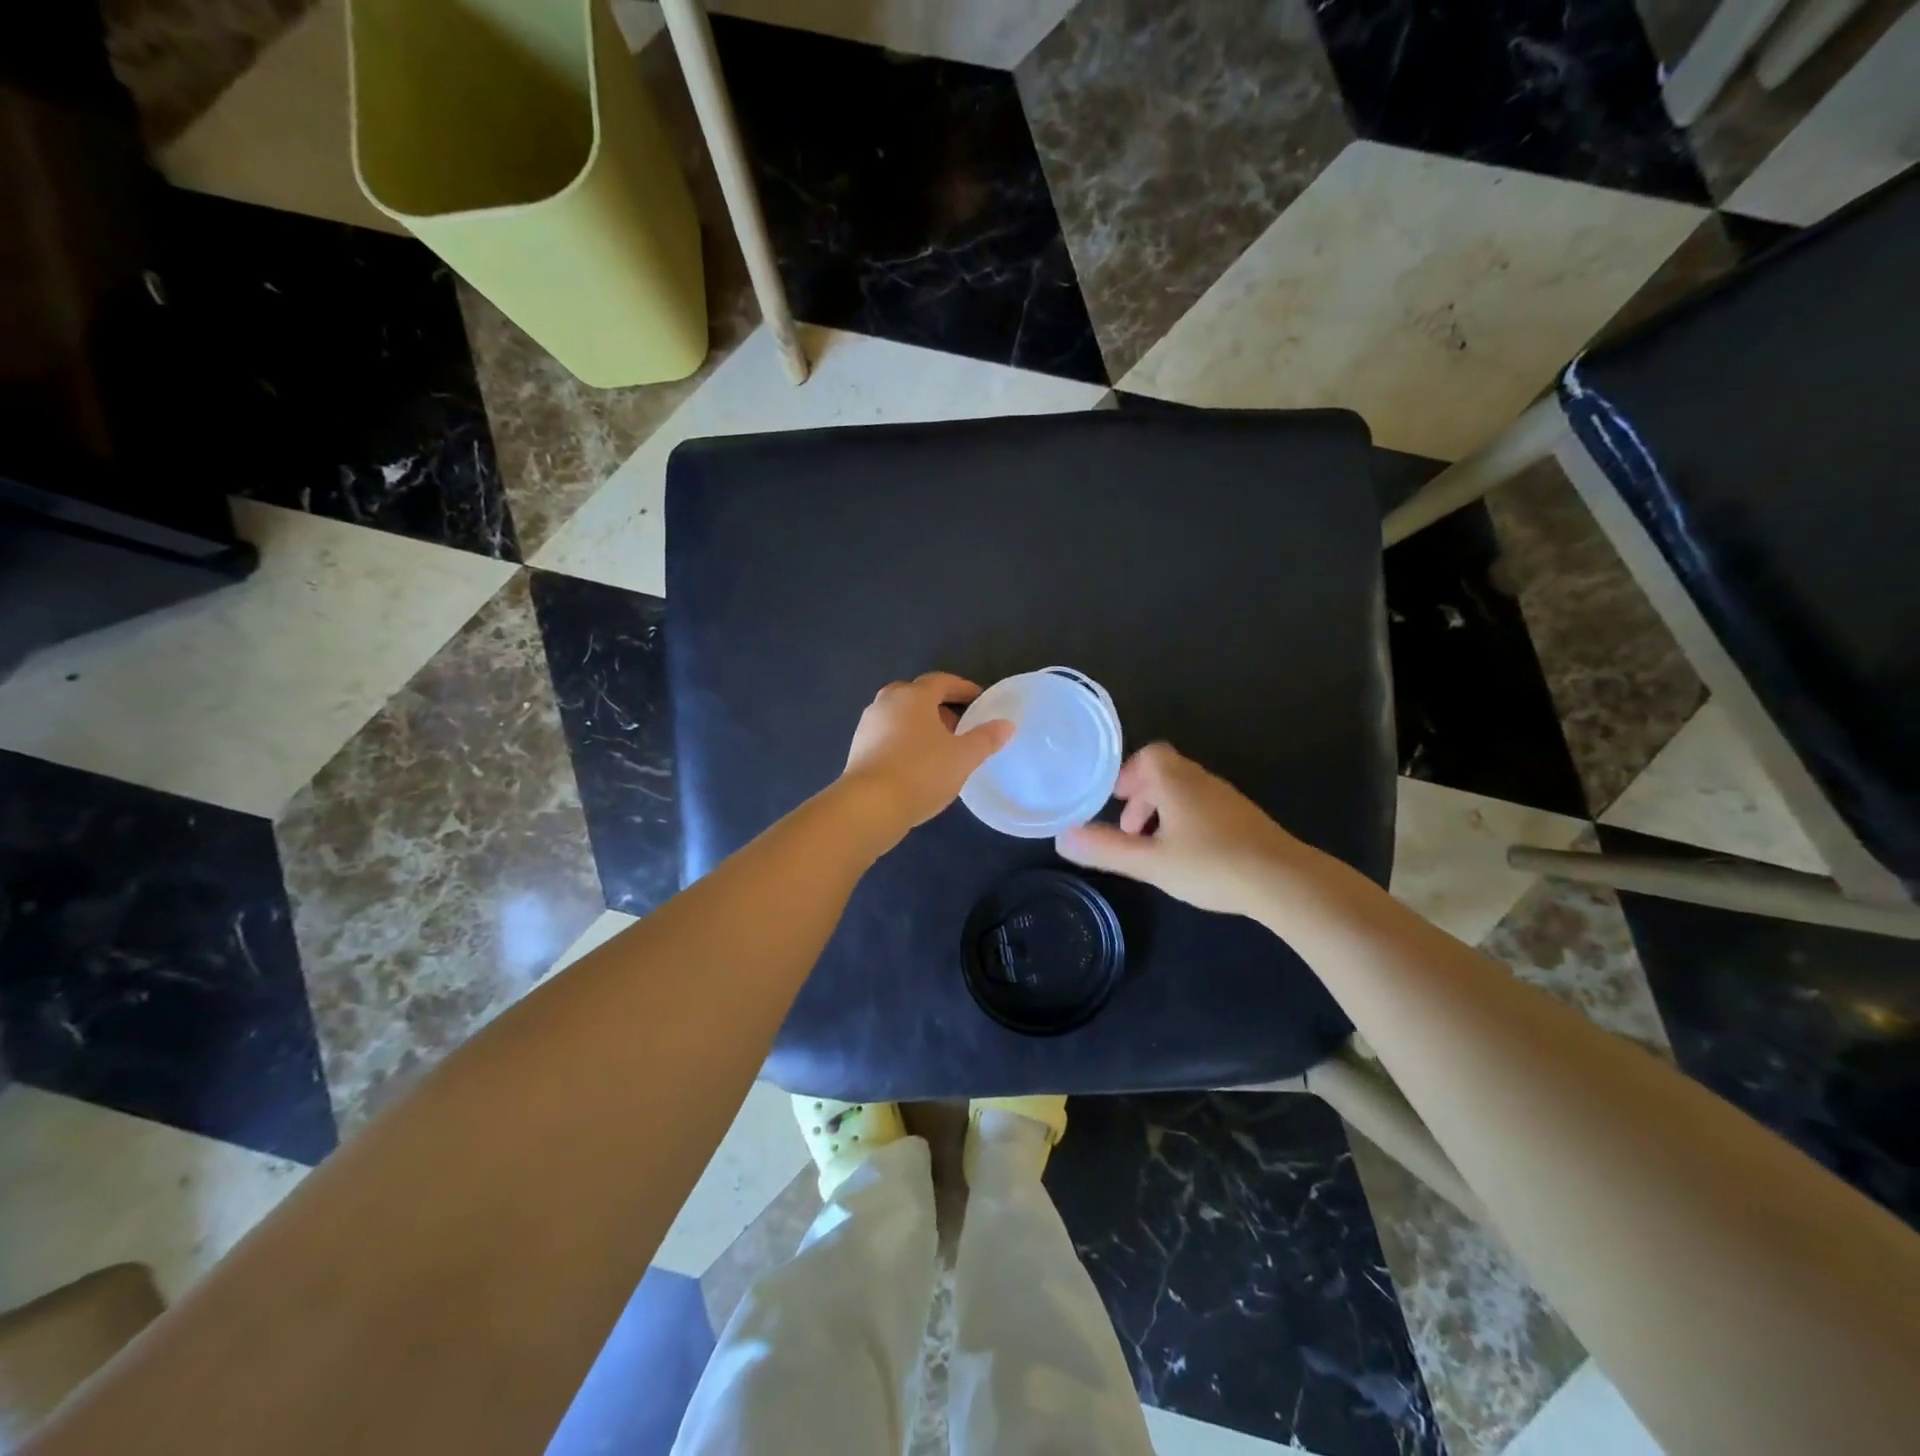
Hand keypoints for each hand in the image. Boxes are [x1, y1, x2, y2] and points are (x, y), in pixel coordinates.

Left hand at [841, 672, 1014, 846]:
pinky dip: (902, 740)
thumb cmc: (921, 772)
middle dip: (937, 705)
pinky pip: (886, 735)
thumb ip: (986, 739)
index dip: (961, 687)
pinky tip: (915, 764)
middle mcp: (886, 703)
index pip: (940, 681)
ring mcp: (867, 726)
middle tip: (956, 724)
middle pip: (914, 694)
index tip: (978, 698)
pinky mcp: (857, 749)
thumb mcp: (963, 757)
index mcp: (913, 697)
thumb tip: (1006, 725)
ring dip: (918, 724)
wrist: (870, 805)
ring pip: (898, 715)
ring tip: (938, 747)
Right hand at [1054, 743, 1305, 917]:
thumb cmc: (1210, 864)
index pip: (1150, 755)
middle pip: (1166, 772)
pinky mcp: (1245, 818)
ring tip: (1155, 845)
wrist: (1283, 880)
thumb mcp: (1150, 862)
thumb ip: (1106, 849)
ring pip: (1187, 791)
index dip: (1129, 773)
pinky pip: (1206, 806)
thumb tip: (1062, 838)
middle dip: (1143, 795)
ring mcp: (1228, 798)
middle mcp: (1202, 781)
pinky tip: (1189, 854)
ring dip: (1164, 810)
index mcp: (1176, 781)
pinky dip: (1187, 819)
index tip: (1116, 799)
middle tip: (1130, 828)